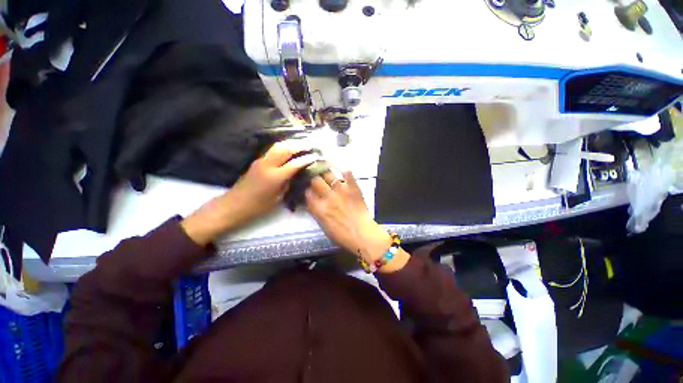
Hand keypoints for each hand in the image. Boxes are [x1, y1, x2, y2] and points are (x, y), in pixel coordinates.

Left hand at [181, 140, 317, 245]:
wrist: (234, 204)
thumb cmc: (258, 206)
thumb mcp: (278, 198)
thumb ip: (288, 183)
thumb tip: (296, 173)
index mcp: (275, 177)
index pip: (294, 164)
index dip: (306, 159)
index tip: (316, 156)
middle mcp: (268, 165)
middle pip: (285, 149)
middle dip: (299, 145)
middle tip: (310, 144)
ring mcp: (261, 161)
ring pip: (277, 146)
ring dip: (290, 143)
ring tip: (301, 143)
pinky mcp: (257, 161)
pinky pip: (272, 150)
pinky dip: (283, 146)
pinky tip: (288, 147)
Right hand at [305, 171, 409, 272]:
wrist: (362, 234)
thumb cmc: (342, 235)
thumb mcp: (324, 226)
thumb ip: (316, 212)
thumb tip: (310, 202)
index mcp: (319, 208)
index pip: (307, 192)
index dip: (306, 189)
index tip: (308, 188)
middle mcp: (327, 196)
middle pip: (315, 180)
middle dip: (314, 178)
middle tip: (316, 179)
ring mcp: (341, 190)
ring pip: (328, 174)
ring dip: (326, 173)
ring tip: (327, 173)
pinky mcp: (353, 188)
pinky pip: (348, 174)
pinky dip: (346, 172)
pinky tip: (344, 173)